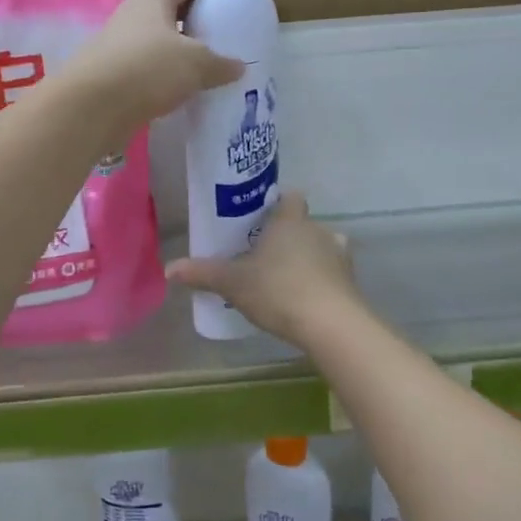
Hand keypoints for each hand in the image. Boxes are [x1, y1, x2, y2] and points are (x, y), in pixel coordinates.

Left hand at [67, 0, 243, 139]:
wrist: (91, 107)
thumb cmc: (147, 68)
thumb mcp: (195, 64)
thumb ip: (220, 63)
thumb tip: (239, 67)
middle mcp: (134, 12)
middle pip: (173, 7)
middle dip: (198, 18)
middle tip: (226, 34)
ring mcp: (120, 42)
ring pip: (160, 39)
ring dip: (182, 50)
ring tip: (209, 65)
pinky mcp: (114, 72)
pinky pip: (148, 66)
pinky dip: (166, 74)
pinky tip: (183, 89)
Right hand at [166, 193, 362, 344]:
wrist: (329, 323)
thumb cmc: (278, 290)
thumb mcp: (233, 283)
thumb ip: (203, 273)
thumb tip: (169, 268)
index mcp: (290, 221)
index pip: (291, 197)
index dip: (279, 204)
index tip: (264, 219)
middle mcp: (318, 230)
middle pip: (304, 224)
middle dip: (288, 237)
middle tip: (266, 257)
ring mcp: (339, 255)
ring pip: (321, 248)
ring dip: (308, 259)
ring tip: (286, 280)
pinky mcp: (351, 281)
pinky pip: (333, 274)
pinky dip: (322, 282)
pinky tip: (306, 299)